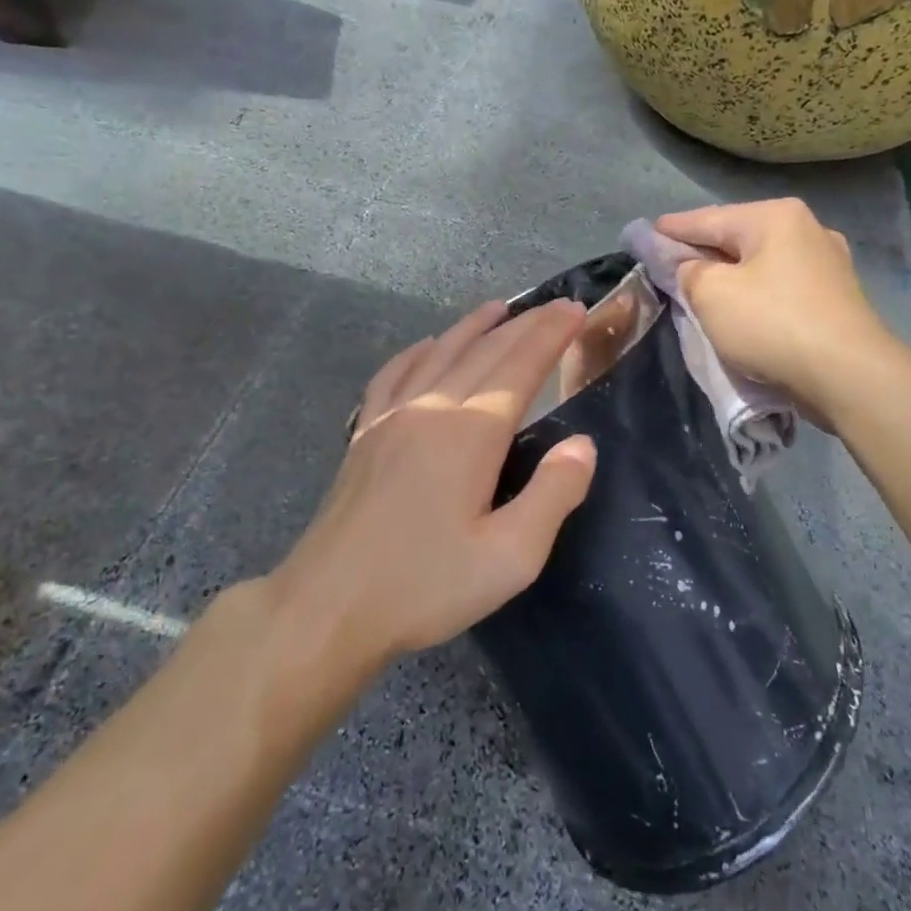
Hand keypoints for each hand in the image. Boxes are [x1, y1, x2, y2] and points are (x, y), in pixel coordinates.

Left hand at [271, 299, 598, 666]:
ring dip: (473, 327)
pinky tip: (425, 345)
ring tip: (499, 308)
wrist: (328, 605)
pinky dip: (417, 351)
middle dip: (524, 324)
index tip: (575, 310)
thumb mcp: (509, 557)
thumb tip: (582, 444)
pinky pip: (393, 374)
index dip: (549, 336)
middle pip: (483, 352)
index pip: (519, 367)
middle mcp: (431, 409)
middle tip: (555, 306)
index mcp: (470, 434)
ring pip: (438, 353)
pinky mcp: (364, 434)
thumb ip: (553, 495)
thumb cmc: (424, 585)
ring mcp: (390, 417)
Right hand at [656, 198, 897, 420]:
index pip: (708, 218)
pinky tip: (742, 305)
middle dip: (702, 250)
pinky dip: (755, 291)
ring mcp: (827, 264)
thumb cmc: (771, 324)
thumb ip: (688, 271)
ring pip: (760, 262)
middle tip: (669, 263)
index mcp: (775, 217)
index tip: (646, 232)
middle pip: (737, 237)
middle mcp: (806, 229)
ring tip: (701, 286)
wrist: (848, 375)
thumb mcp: (711, 293)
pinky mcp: (835, 298)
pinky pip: (780, 286)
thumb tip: (690, 266)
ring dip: (730, 274)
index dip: (672, 228)